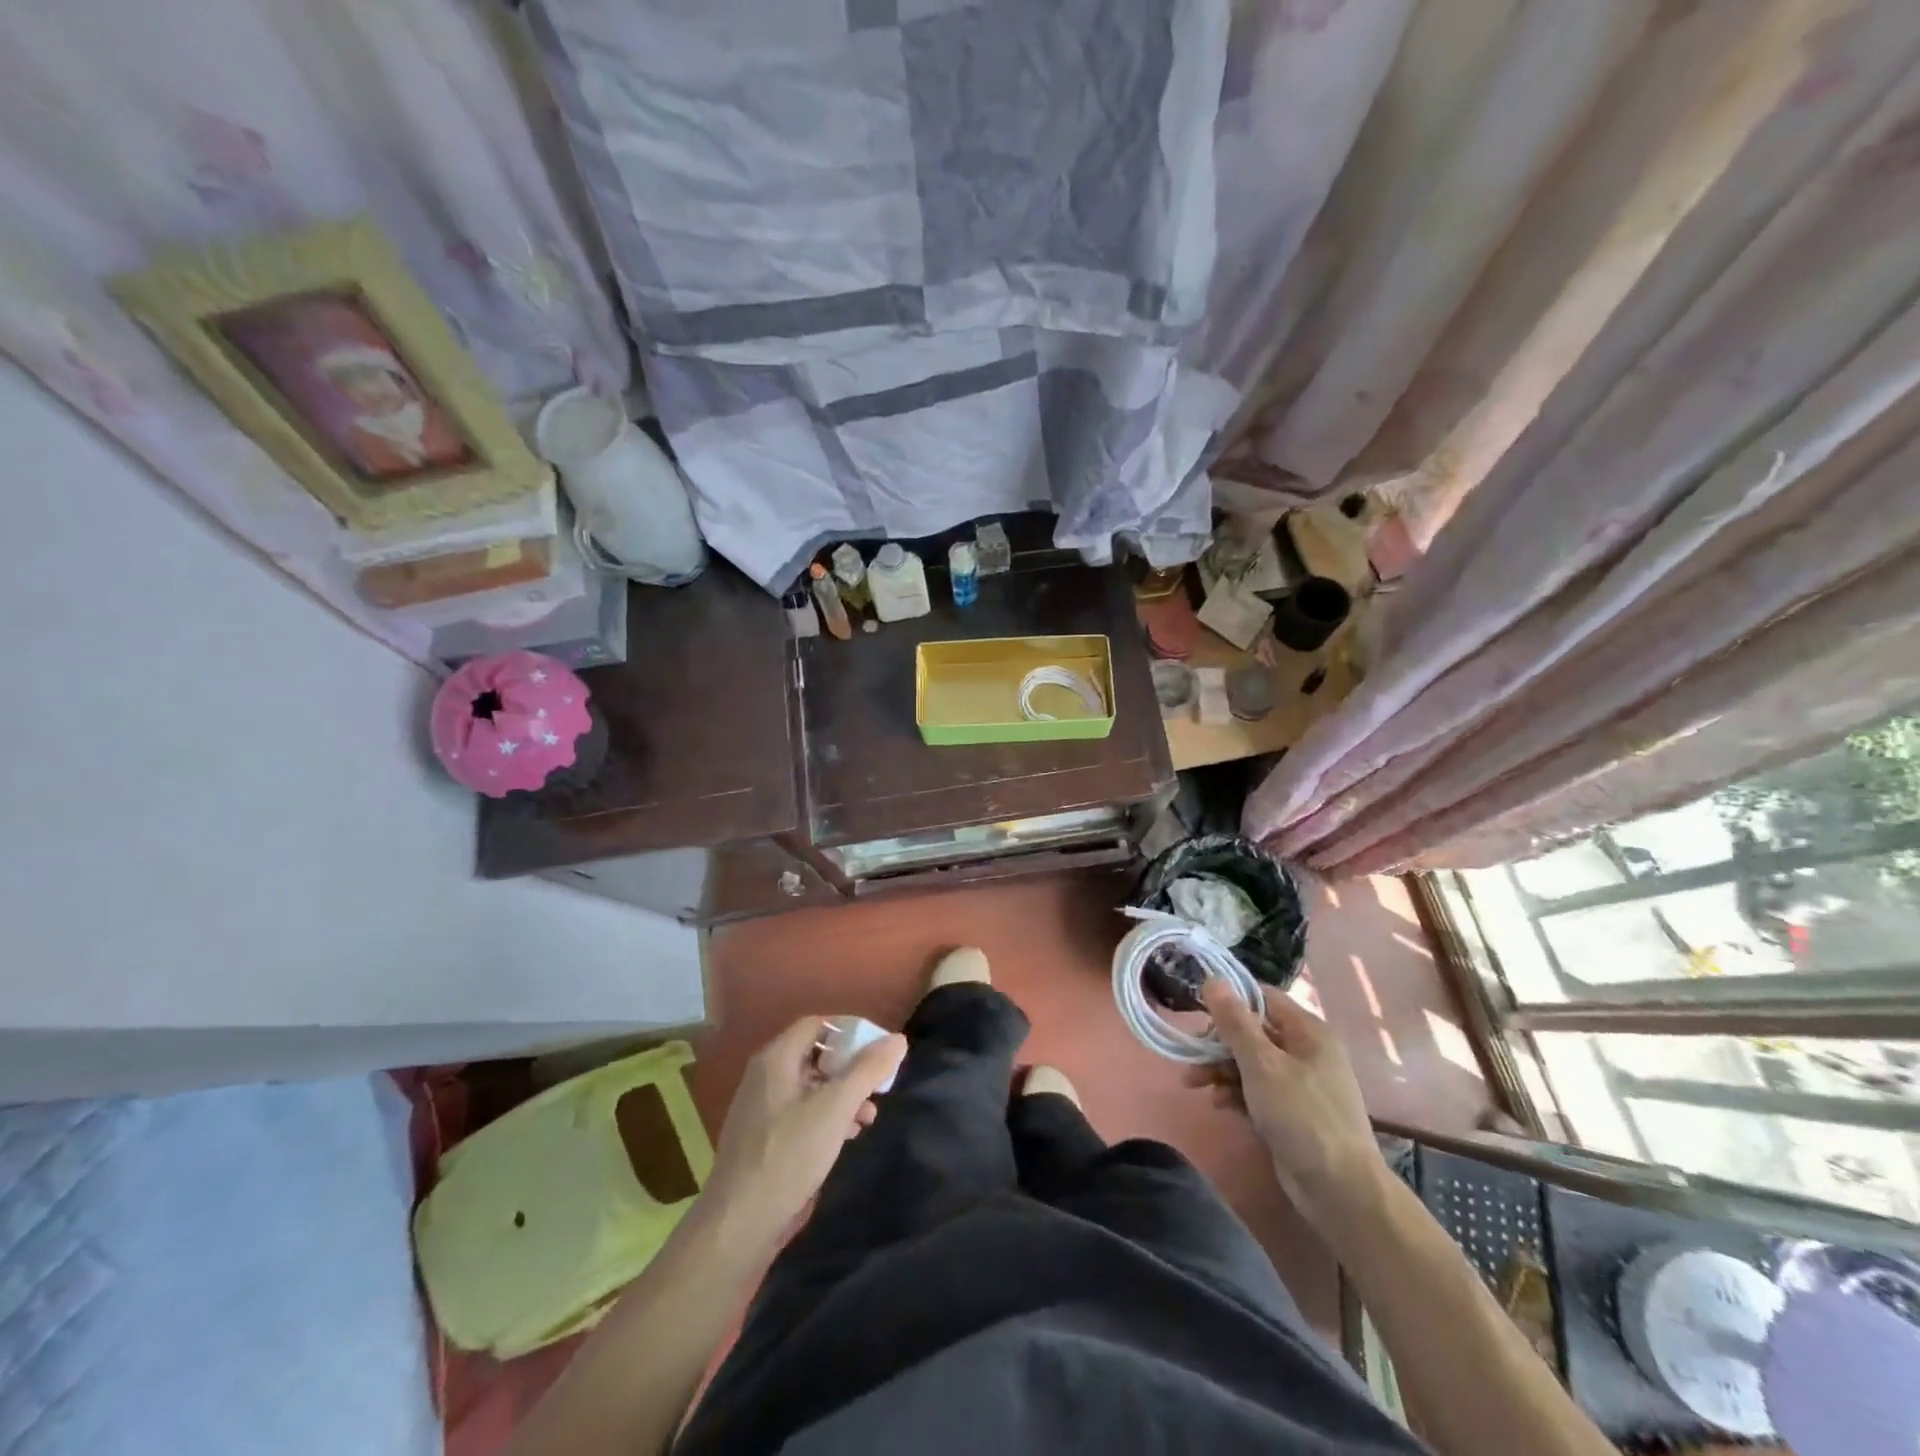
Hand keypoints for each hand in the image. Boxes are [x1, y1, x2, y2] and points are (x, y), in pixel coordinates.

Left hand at [702, 1016, 906, 1249]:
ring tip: (869, 1116)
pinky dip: (827, 1115)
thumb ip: (867, 1071)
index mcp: (776, 1059)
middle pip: (815, 1054)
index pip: (817, 1024)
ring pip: (811, 1085)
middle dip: (851, 1068)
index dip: (849, 1031)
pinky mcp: (764, 1137)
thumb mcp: (835, 1109)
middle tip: (878, 1086)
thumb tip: (898, 1039)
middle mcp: (765, 1076)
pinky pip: (801, 1111)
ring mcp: (762, 1108)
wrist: (738, 1225)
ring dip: (843, 1094)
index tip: (878, 1050)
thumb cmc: (788, 1156)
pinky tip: (846, 1136)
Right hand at [1190, 978, 1385, 1227]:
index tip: (1198, 1013)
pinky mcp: (1292, 1113)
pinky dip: (1236, 1093)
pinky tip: (1218, 1104)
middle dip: (1218, 1044)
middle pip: (1253, 1032)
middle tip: (1191, 1057)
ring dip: (1221, 1070)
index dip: (1230, 1002)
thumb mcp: (1262, 1064)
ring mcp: (1300, 1084)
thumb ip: (1235, 1022)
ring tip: (1194, 1084)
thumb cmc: (1302, 1116)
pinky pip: (1257, 1091)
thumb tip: (1213, 978)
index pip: (1263, 998)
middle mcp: (1306, 1052)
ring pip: (1251, 1063)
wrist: (1340, 1191)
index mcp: (1308, 1032)